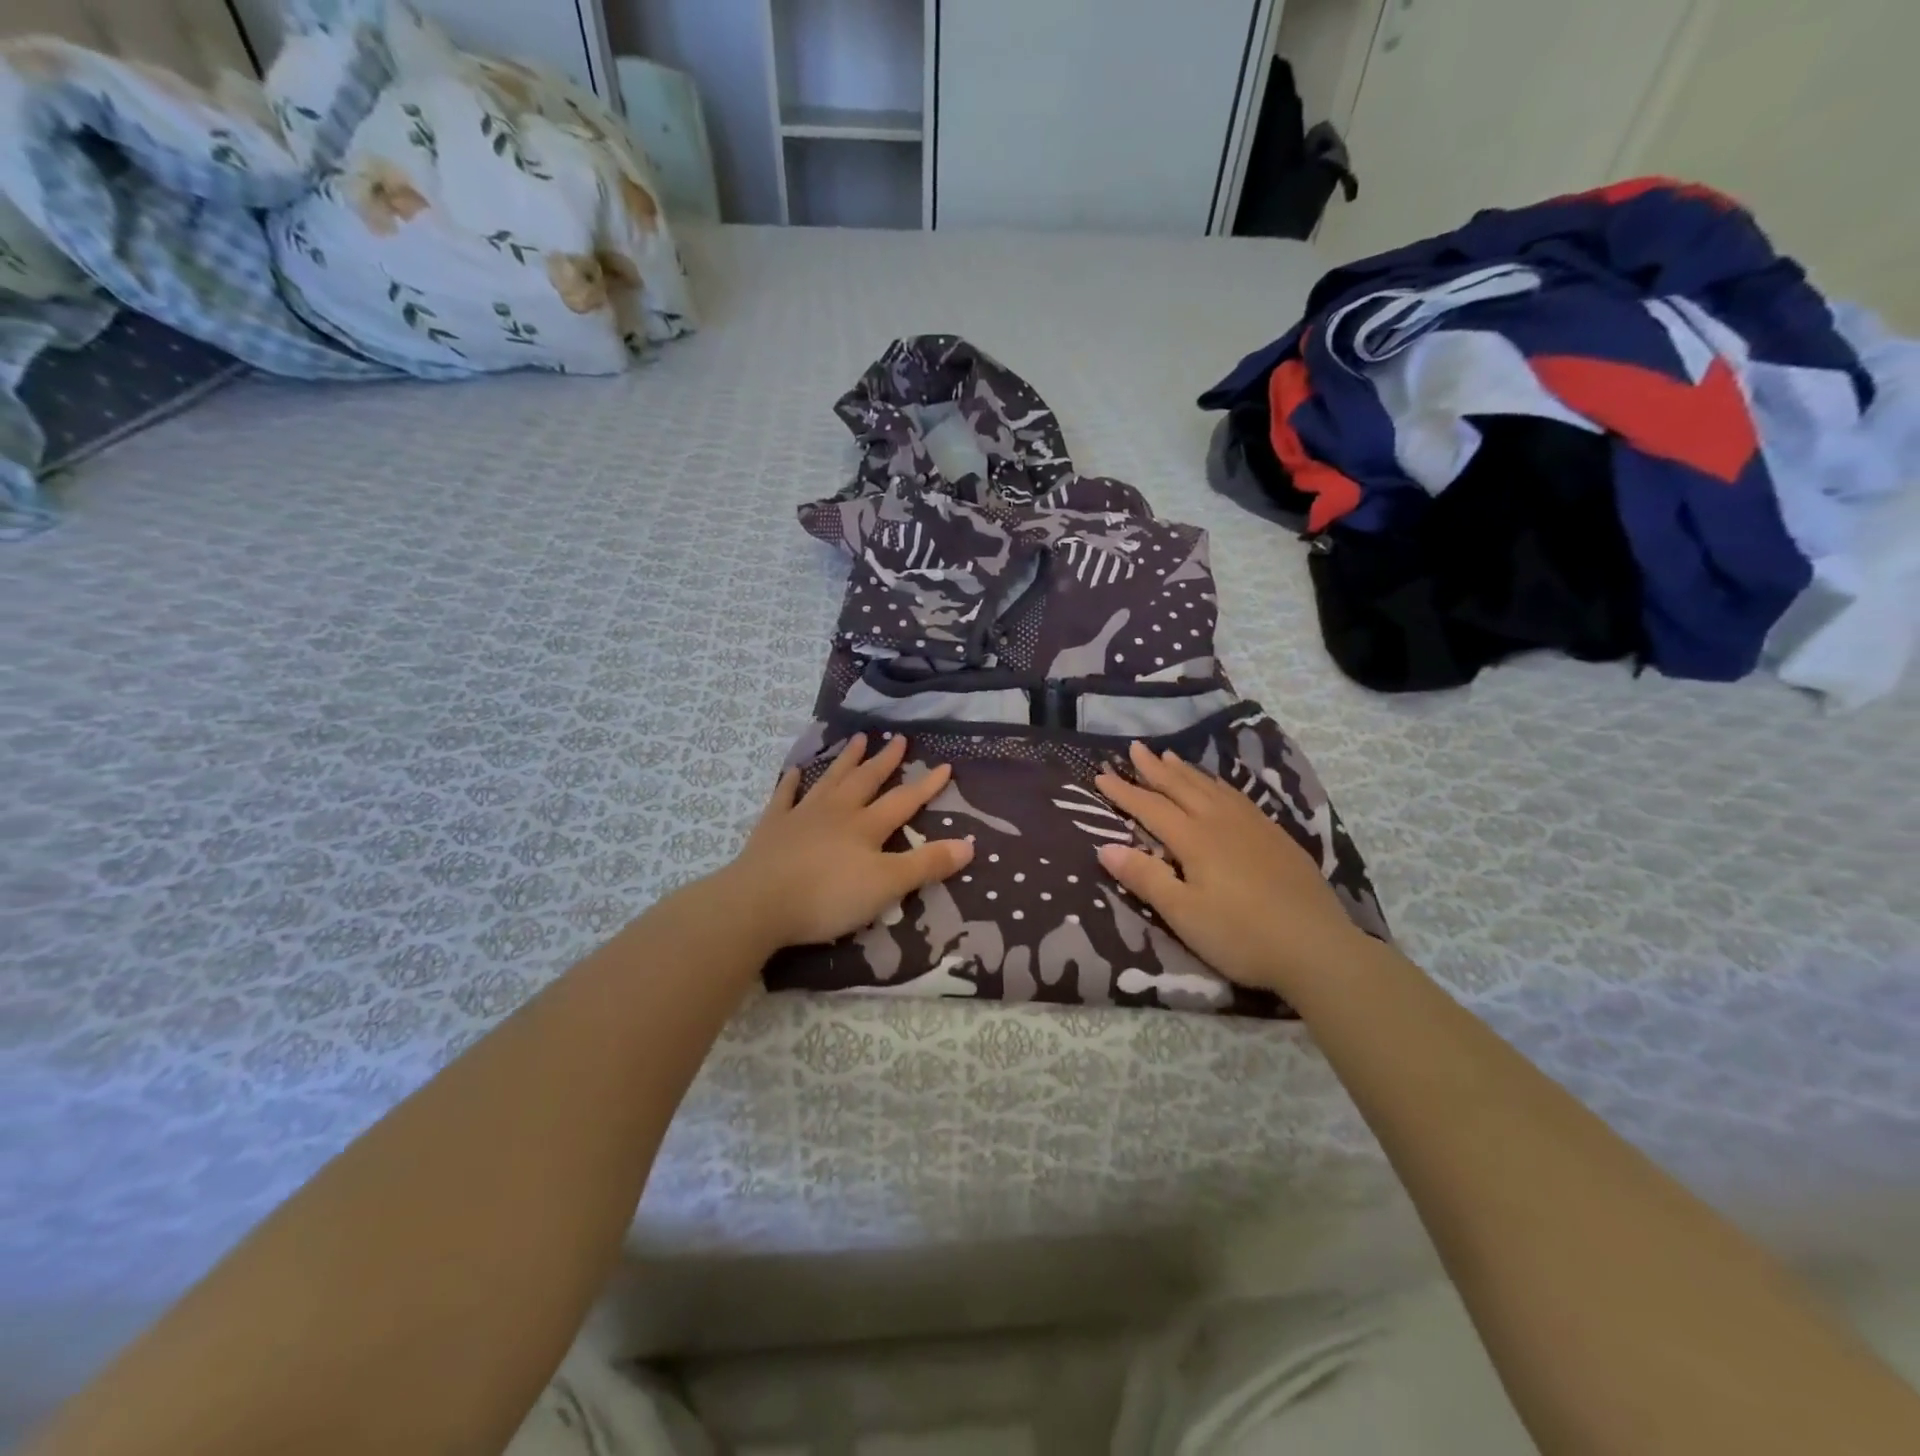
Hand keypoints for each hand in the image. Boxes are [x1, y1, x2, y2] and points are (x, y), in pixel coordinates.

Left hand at [723, 732, 973, 950]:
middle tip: (897, 739)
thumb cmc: (828, 896)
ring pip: (829, 781)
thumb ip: (926, 865)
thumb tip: (969, 845)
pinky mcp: (772, 828)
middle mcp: (837, 812)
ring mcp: (802, 816)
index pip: (903, 801)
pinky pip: (784, 798)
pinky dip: (790, 783)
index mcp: (866, 826)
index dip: (926, 786)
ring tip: (857, 740)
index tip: (944, 765)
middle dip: (884, 761)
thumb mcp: (887, 886)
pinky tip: (794, 771)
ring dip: (845, 761)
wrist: (759, 903)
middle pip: (865, 781)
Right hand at [1094, 741, 1366, 995]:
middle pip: (1181, 787)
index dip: (1124, 792)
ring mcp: (1252, 826)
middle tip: (1135, 748)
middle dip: (1154, 768)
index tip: (1101, 775)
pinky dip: (1217, 784)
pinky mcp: (1276, 836)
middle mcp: (1221, 822)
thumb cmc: (1241, 935)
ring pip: (1211, 787)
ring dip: (1186, 771)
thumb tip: (1106, 847)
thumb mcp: (1183, 914)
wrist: (1317, 947)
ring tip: (1170, 756)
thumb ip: (1145, 878)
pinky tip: (1218, 787)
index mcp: (1194, 839)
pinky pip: (1237, 796)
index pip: (1150, 807)